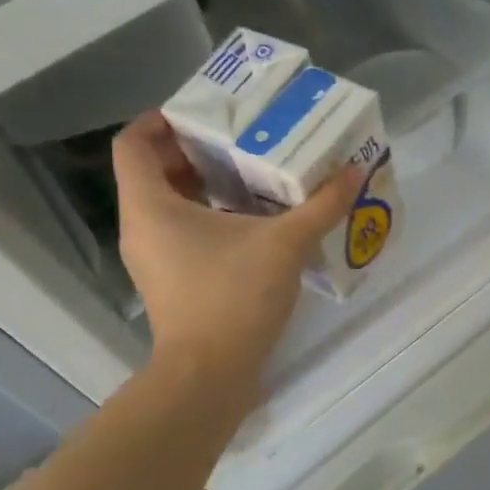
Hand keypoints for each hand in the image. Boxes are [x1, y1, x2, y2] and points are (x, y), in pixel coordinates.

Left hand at [112, 111, 361, 399]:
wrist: (210, 375)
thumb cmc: (233, 297)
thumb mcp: (285, 244)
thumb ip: (321, 205)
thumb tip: (354, 170)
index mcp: (150, 205)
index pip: (135, 142)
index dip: (164, 119)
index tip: (209, 114)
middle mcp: (141, 227)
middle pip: (154, 171)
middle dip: (197, 152)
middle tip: (244, 140)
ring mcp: (153, 259)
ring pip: (170, 205)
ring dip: (207, 188)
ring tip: (255, 178)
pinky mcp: (172, 283)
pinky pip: (183, 234)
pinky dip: (211, 220)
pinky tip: (255, 225)